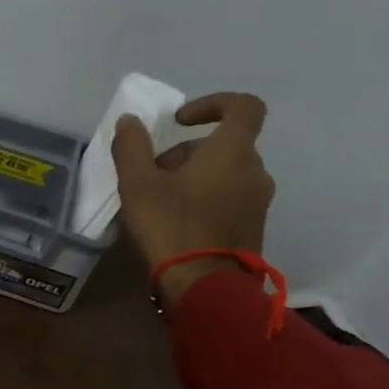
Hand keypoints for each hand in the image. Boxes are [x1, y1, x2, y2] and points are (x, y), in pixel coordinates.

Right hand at [113, 92, 275, 306]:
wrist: (205, 286)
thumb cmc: (171, 226)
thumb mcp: (138, 184)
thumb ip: (132, 147)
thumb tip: (130, 121)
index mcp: (233, 152)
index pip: (244, 106)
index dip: (212, 103)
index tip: (180, 121)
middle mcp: (255, 171)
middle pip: (225, 144)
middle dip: (187, 152)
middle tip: (153, 173)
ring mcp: (258, 201)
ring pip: (226, 172)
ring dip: (194, 176)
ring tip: (160, 201)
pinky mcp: (254, 226)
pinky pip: (230, 198)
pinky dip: (205, 198)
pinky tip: (176, 222)